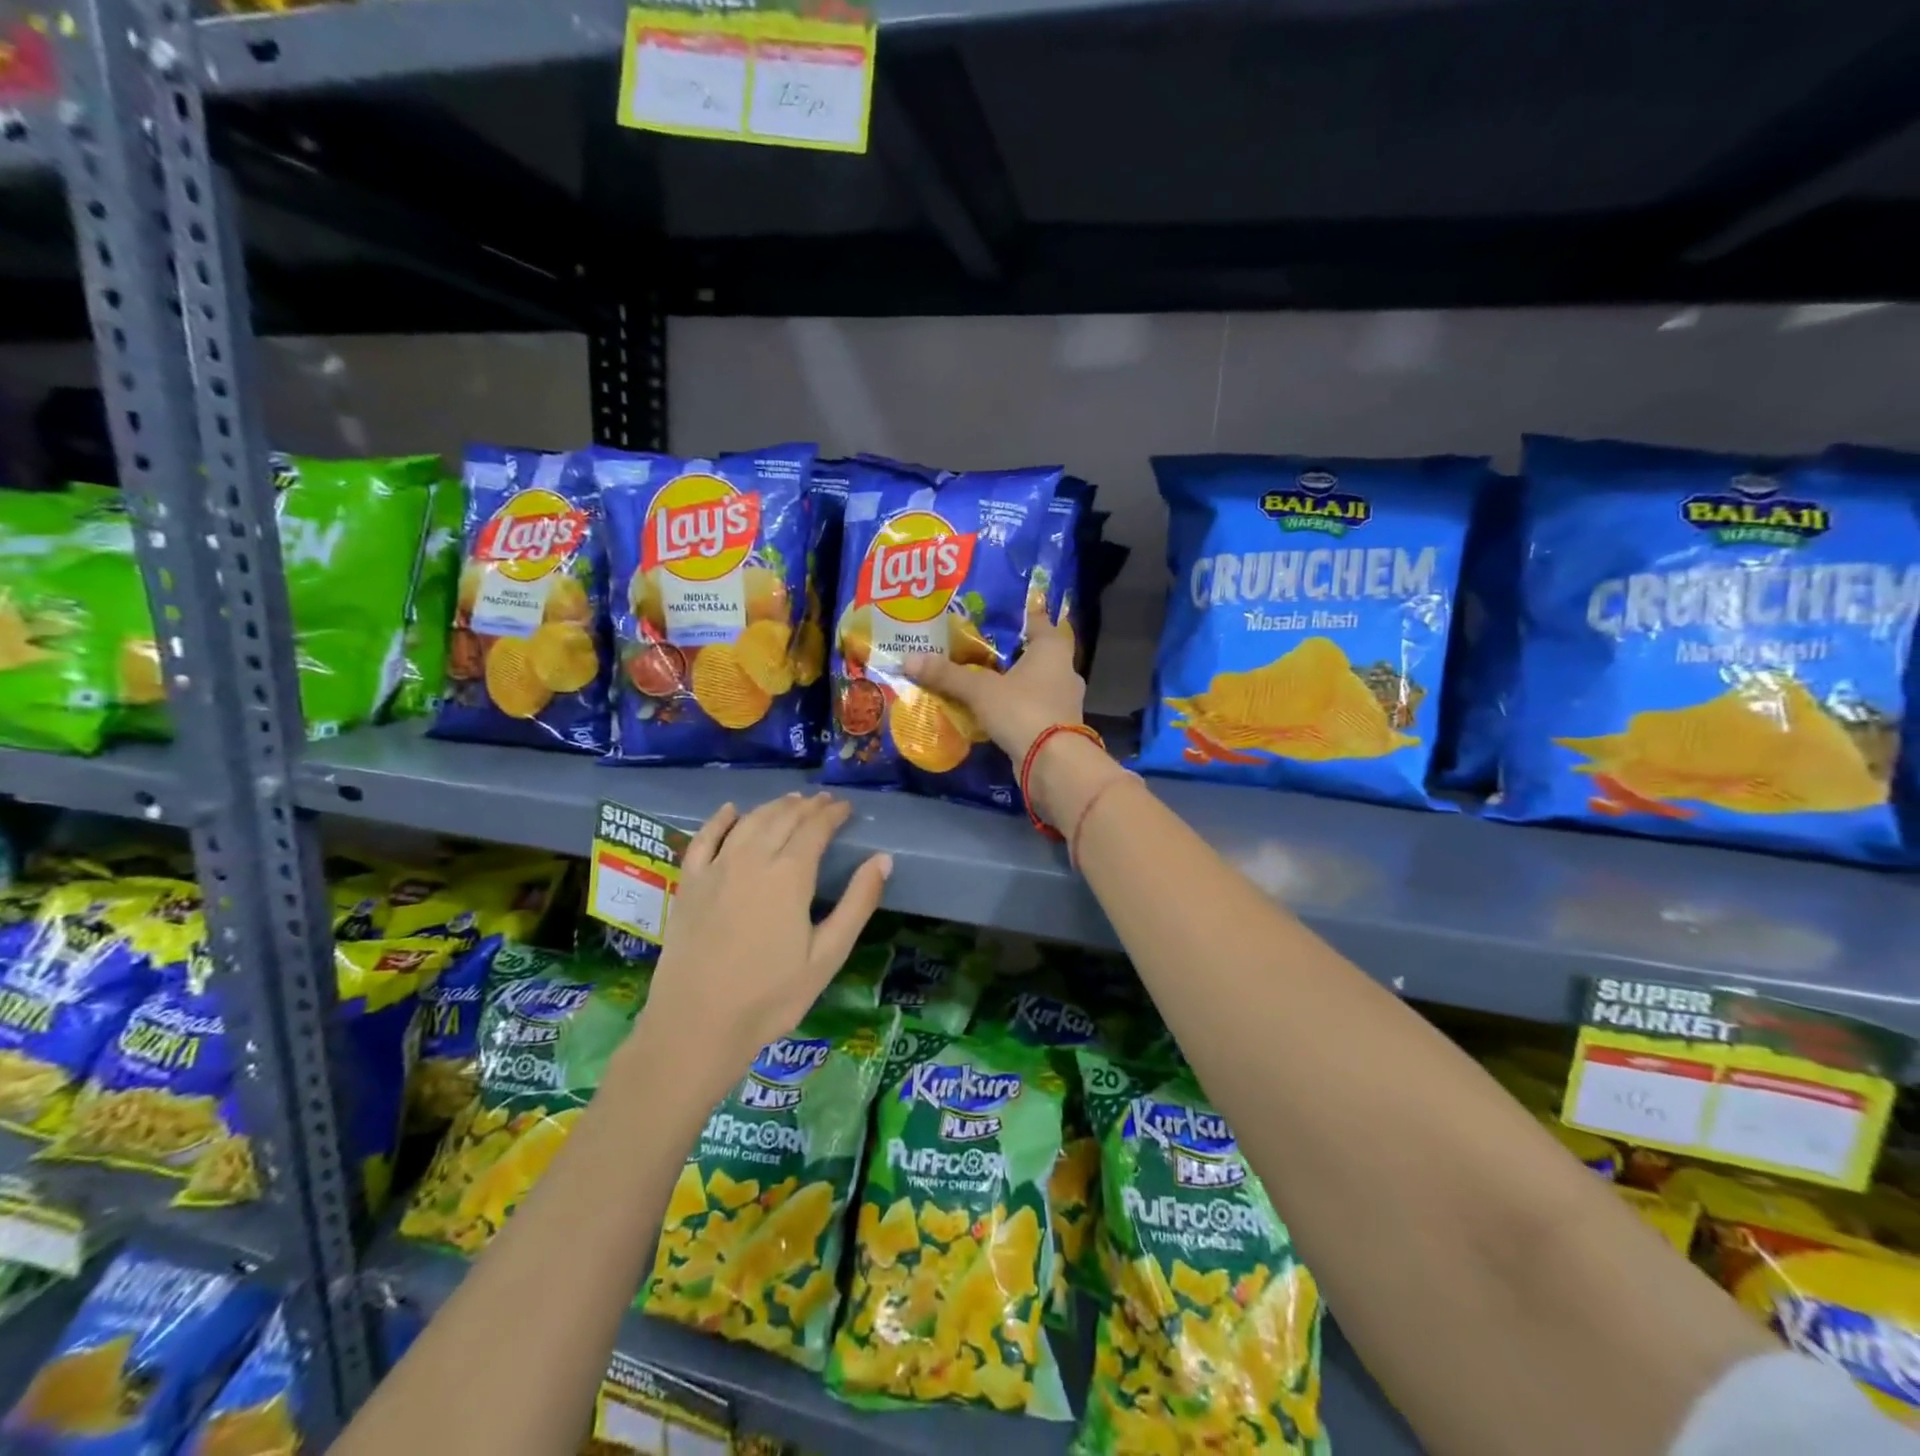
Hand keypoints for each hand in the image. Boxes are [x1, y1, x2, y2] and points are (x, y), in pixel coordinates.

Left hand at [641, 793, 890, 1072]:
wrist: (696, 1025)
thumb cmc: (770, 997)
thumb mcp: (827, 956)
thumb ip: (857, 904)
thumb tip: (883, 859)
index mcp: (789, 875)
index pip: (815, 829)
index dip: (832, 813)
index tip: (846, 806)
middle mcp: (752, 860)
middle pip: (782, 819)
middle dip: (807, 806)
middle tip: (823, 802)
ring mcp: (715, 869)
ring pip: (749, 823)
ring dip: (773, 807)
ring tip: (791, 801)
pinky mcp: (689, 885)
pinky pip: (704, 839)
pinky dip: (720, 820)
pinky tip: (731, 810)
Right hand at [903, 602, 1085, 770]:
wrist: (1053, 763)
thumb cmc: (1022, 710)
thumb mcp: (980, 690)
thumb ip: (947, 674)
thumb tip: (909, 659)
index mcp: (1053, 648)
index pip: (1036, 620)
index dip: (1013, 617)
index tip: (988, 617)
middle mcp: (1064, 669)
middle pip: (1032, 654)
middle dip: (1006, 654)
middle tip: (975, 651)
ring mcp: (1064, 700)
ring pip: (1033, 683)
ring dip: (1010, 684)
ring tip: (978, 682)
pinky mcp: (1058, 727)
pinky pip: (1031, 708)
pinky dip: (1013, 708)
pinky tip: (990, 713)